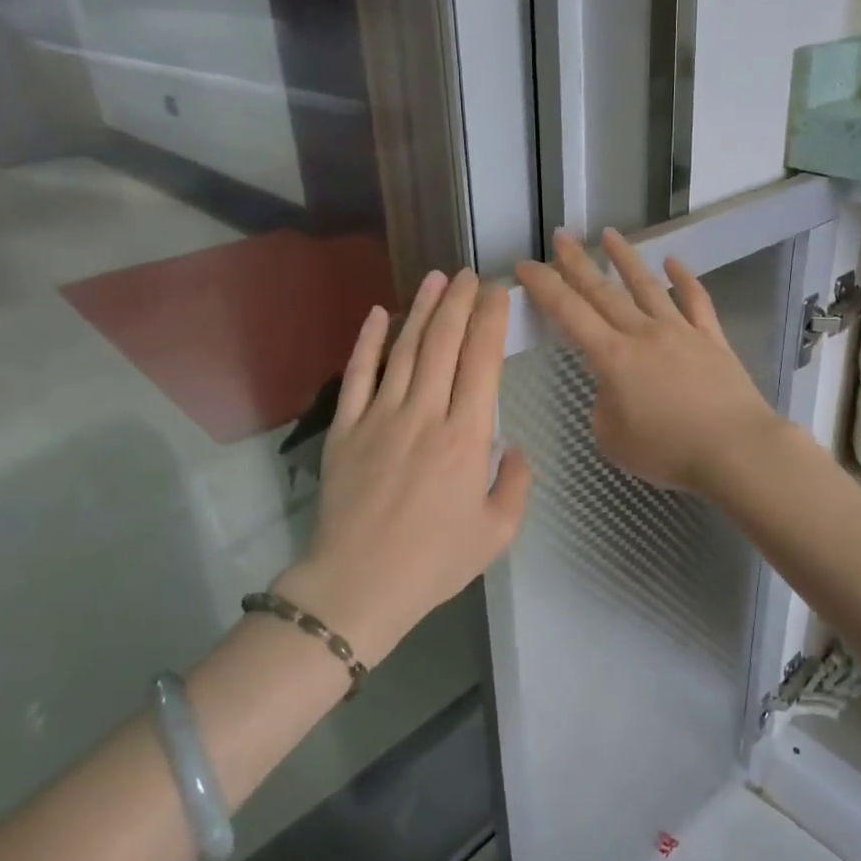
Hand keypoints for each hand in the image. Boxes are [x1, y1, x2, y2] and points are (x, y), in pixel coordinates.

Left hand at [276, 270, 530, 665]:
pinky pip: (357, 375)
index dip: (490, 320)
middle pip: (444, 344)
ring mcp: (380, 417)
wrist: (358, 586)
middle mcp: (424, 414)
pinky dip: (367, 342)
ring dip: (422, 310)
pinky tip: (377, 314)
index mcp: (466, 437)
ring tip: (436, 279)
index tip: (497, 292)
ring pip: (405, 350)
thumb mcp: (497, 533)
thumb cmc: (434, 562)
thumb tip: (514, 449)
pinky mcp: (345, 428)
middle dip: (459, 303)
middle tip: (469, 274)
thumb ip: (516, 485)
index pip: (482, 362)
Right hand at [515, 229, 789, 493]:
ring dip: (625, 258)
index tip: (525, 265)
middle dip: (578, 262)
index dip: (544, 286)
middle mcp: (644, 333)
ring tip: (610, 234)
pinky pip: (696, 300)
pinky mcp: (711, 339)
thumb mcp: (613, 439)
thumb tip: (613, 387)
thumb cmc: (668, 450)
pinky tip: (673, 263)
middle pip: (604, 291)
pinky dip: (684, 279)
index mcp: (613, 356)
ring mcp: (681, 331)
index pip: (569, 312)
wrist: (736, 449)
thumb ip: (603, 406)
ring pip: (647, 285)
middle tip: (561, 237)